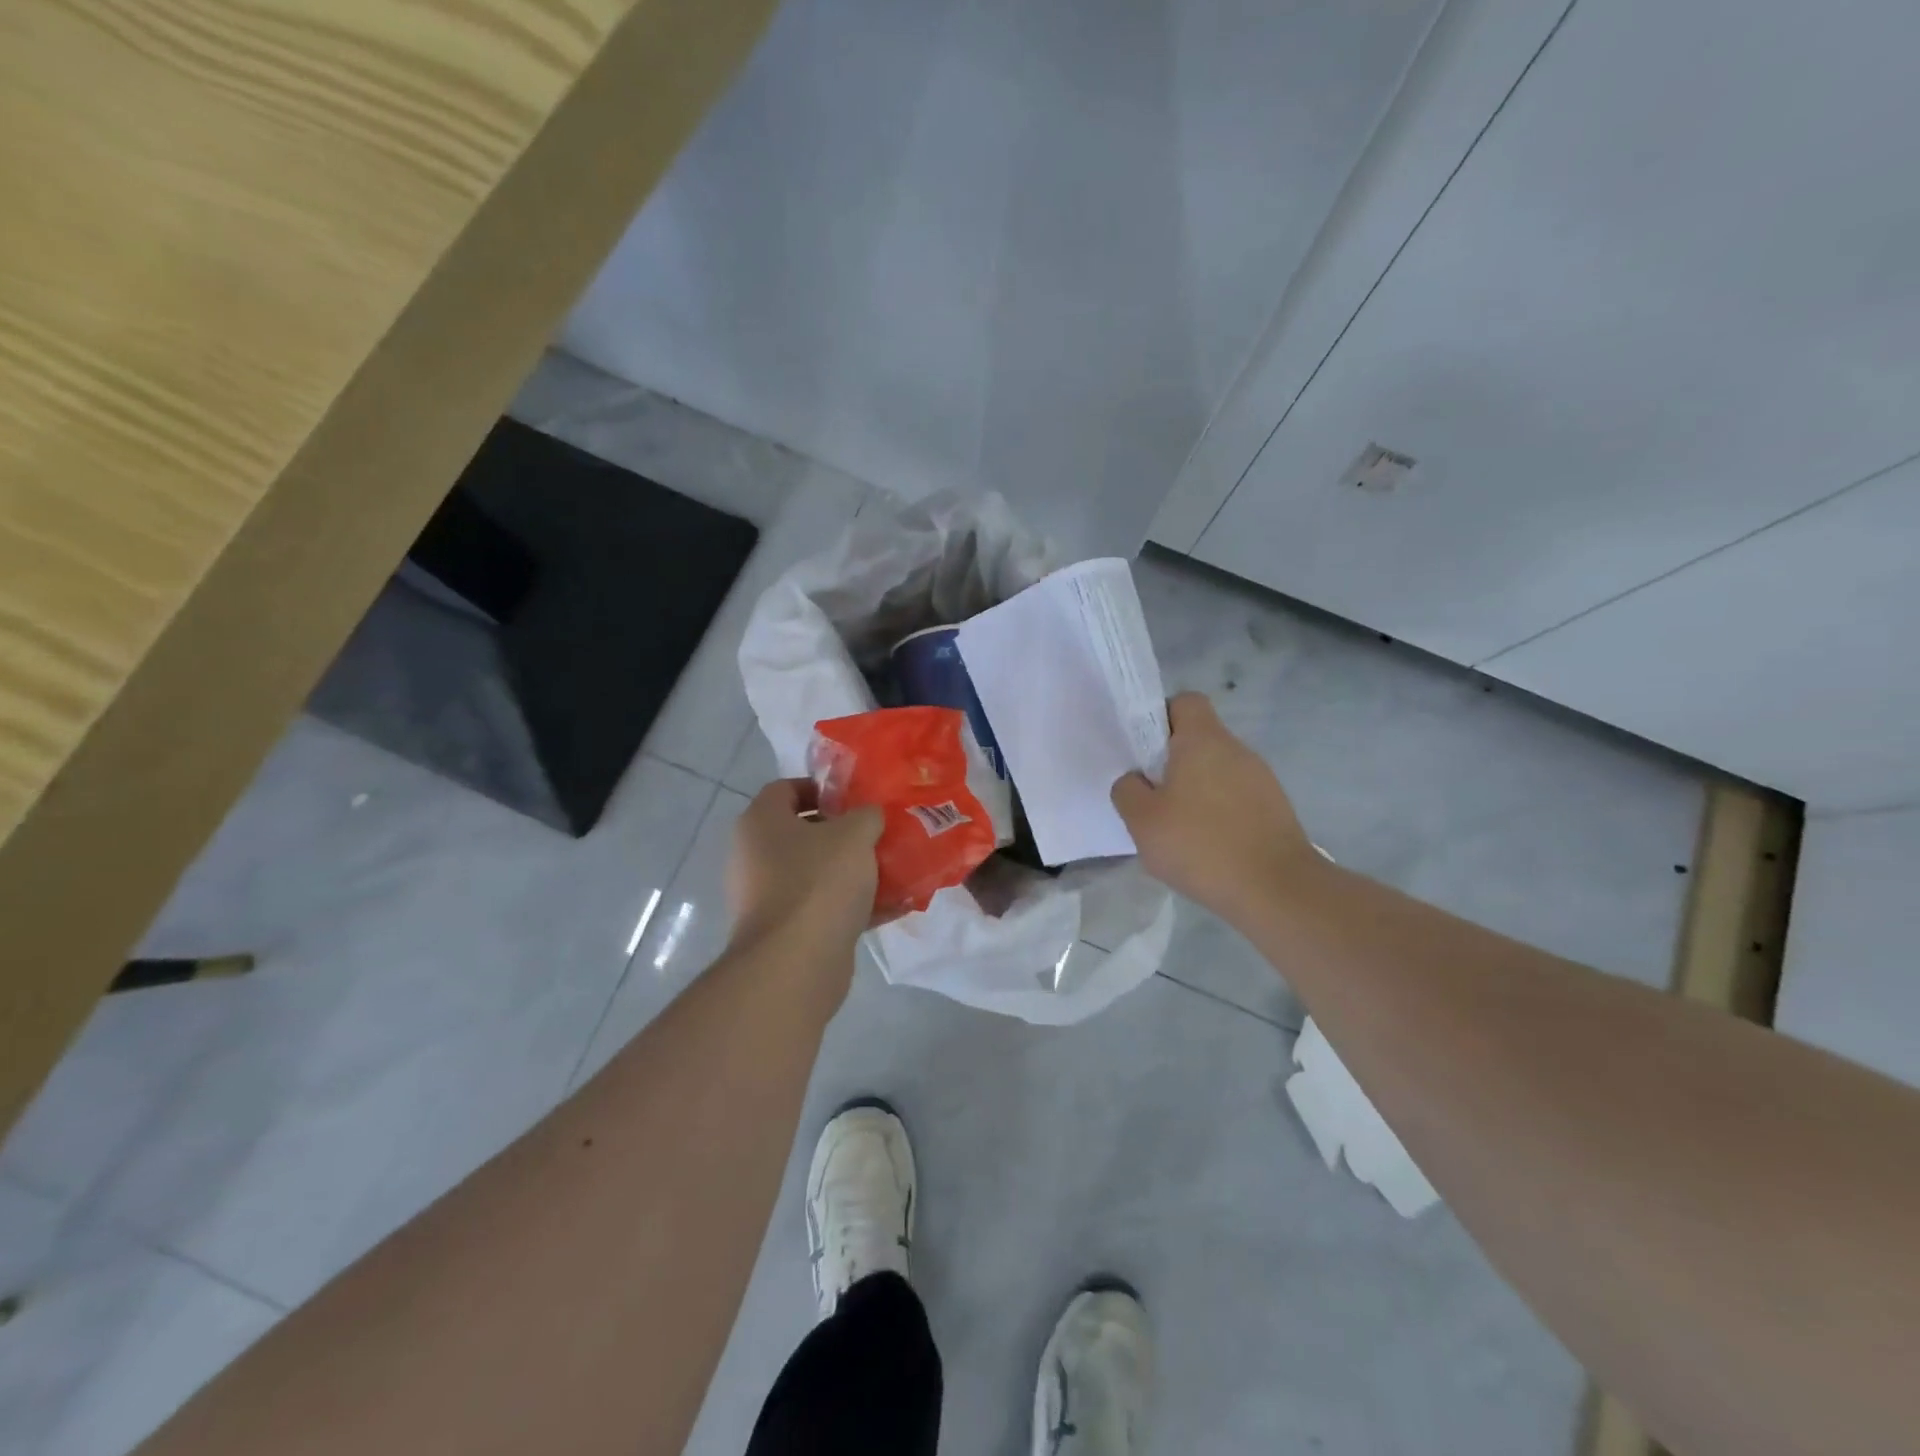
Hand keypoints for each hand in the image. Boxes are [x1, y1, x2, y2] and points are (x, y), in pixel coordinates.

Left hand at [727, 779, 883, 964]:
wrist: (795, 963)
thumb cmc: (819, 882)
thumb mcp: (855, 834)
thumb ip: (866, 815)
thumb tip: (868, 817)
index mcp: (761, 821)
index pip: (786, 789)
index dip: (822, 789)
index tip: (856, 800)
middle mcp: (754, 855)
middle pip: (803, 833)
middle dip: (844, 834)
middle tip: (879, 835)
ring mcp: (766, 896)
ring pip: (816, 873)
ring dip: (852, 872)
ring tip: (892, 870)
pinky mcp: (783, 931)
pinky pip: (822, 907)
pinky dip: (852, 906)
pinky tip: (891, 908)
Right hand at [1111, 692, 1319, 924]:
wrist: (1277, 890)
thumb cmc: (1201, 845)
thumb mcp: (1142, 821)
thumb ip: (1127, 790)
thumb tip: (1135, 780)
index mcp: (1203, 740)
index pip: (1185, 701)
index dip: (1160, 718)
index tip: (1144, 751)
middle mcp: (1236, 749)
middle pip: (1199, 739)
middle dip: (1172, 762)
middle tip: (1152, 797)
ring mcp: (1261, 779)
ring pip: (1217, 770)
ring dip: (1196, 790)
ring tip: (1179, 830)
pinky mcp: (1275, 809)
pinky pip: (1235, 798)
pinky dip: (1218, 813)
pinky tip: (1207, 847)